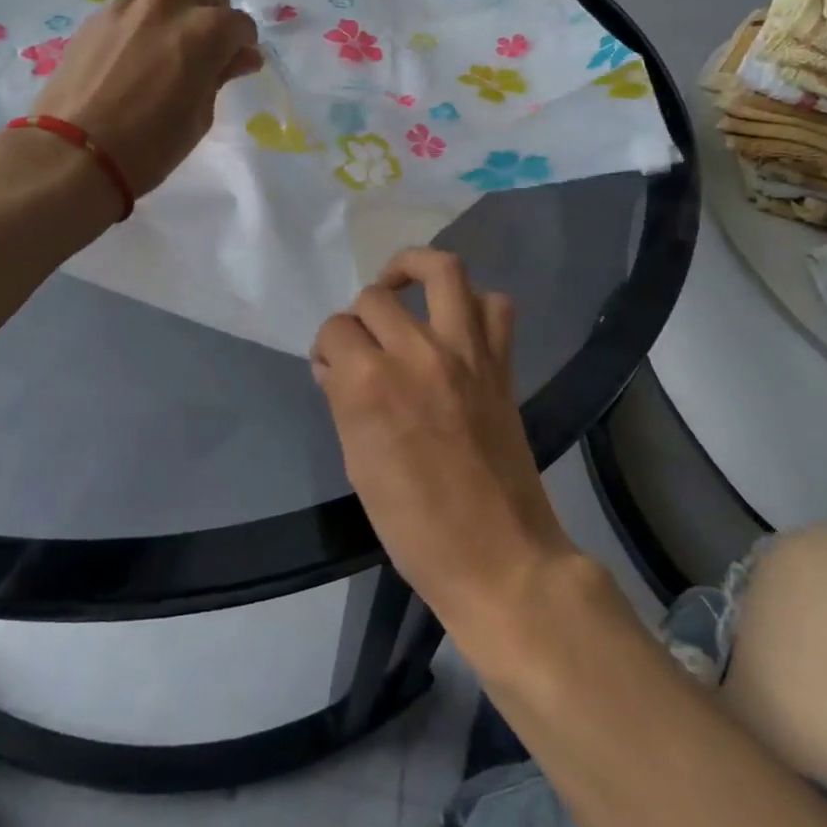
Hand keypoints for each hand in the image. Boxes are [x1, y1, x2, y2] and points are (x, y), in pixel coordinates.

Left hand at [29, 0, 261, 196]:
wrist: (75, 153)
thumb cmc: (150, 145)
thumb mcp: (199, 116)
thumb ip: (221, 75)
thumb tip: (243, 56)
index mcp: (205, 30)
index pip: (240, 23)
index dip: (243, 45)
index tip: (235, 65)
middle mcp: (169, 4)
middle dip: (216, 10)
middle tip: (208, 47)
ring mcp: (128, 5)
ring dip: (179, 8)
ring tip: (168, 46)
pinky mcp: (97, 16)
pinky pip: (133, 4)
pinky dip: (145, 20)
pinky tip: (135, 54)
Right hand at [310, 249, 578, 632]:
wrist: (498, 558)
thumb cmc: (413, 526)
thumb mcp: (357, 463)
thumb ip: (342, 400)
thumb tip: (336, 366)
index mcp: (369, 383)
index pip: (334, 330)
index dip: (327, 348)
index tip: (331, 370)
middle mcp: (416, 352)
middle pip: (374, 297)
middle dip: (358, 318)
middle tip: (363, 347)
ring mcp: (465, 352)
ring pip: (442, 269)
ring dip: (413, 268)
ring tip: (401, 287)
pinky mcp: (500, 364)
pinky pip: (495, 306)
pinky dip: (474, 304)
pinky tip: (455, 324)